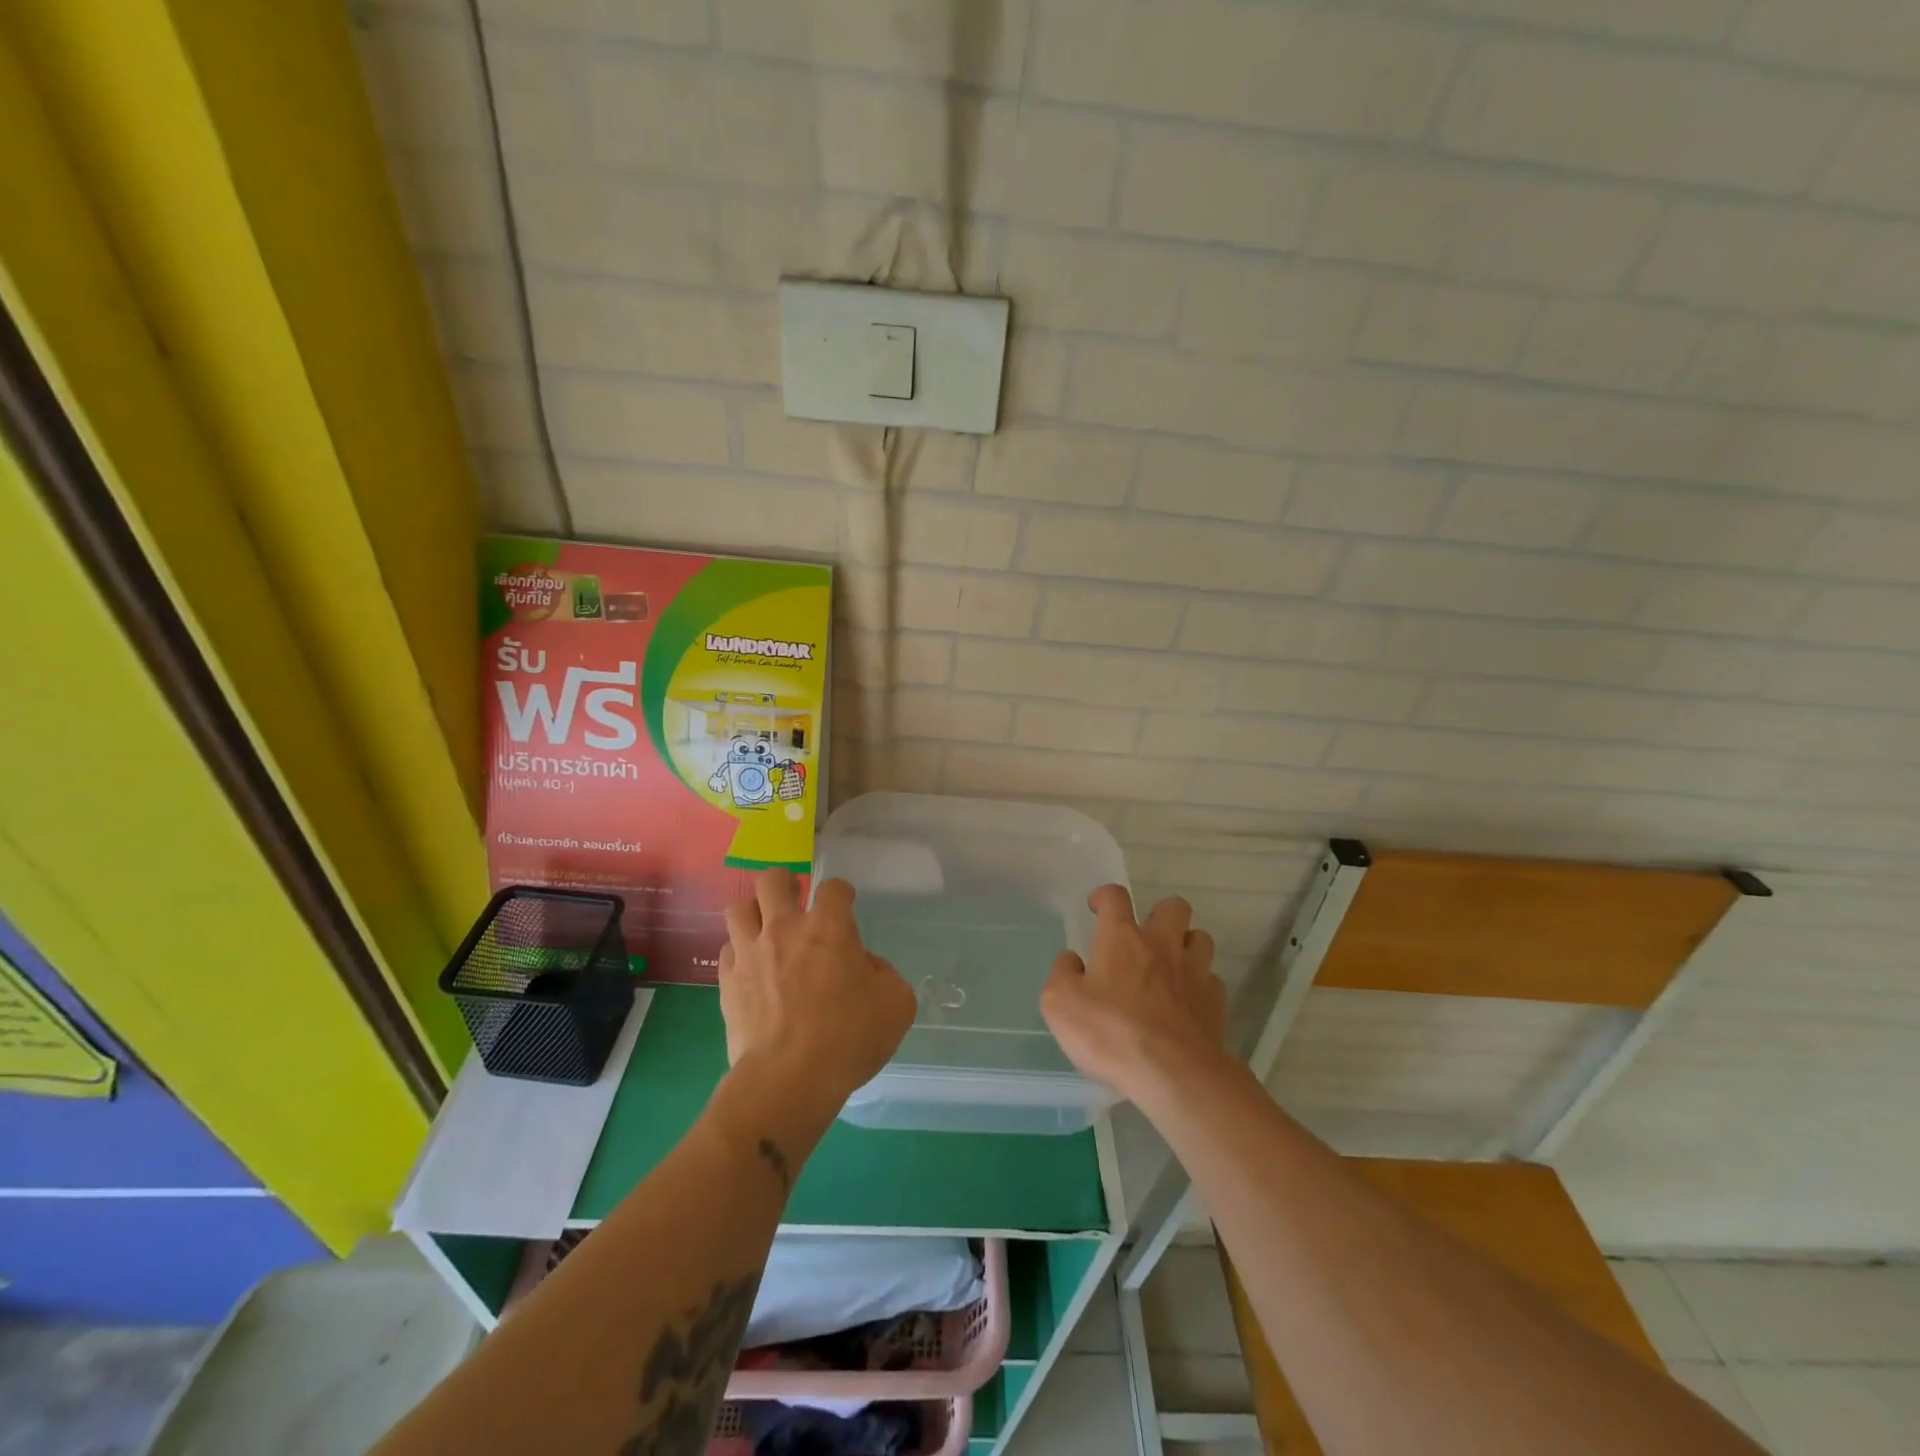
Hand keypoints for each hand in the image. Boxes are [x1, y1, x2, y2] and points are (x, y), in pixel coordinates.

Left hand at [717, 869, 916, 1112]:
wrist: (787, 1080)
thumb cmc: (848, 1038)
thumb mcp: (896, 1004)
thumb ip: (884, 974)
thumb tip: (864, 966)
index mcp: (829, 927)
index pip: (833, 887)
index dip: (841, 893)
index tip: (845, 906)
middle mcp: (785, 928)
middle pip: (773, 880)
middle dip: (785, 884)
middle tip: (796, 903)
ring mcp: (750, 952)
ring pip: (739, 907)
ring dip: (755, 912)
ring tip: (766, 929)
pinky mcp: (726, 981)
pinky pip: (727, 949)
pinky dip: (739, 952)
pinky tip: (751, 967)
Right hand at [1041, 885, 1228, 1105]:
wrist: (1175, 1075)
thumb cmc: (1111, 1033)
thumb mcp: (1060, 1004)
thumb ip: (1062, 974)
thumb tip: (1071, 960)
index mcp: (1122, 938)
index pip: (1115, 897)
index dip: (1104, 897)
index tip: (1097, 907)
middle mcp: (1162, 944)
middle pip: (1173, 906)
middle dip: (1159, 914)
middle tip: (1144, 938)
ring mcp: (1194, 971)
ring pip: (1200, 938)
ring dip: (1185, 945)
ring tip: (1170, 967)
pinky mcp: (1216, 1002)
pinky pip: (1210, 980)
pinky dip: (1199, 986)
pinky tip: (1186, 1004)